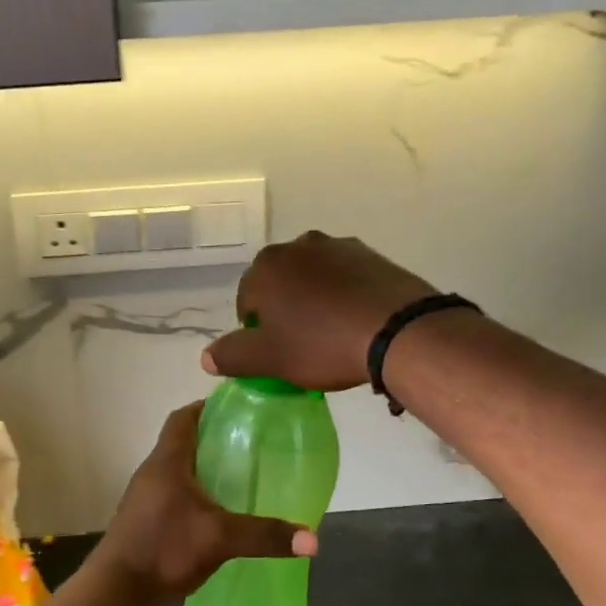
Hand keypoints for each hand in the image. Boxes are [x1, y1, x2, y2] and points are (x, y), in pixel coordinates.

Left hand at [88, 403, 316, 605]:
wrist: (115, 591)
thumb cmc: (162, 550)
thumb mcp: (219, 539)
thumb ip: (264, 535)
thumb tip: (313, 540)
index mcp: (166, 462)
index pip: (183, 417)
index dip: (207, 407)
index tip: (237, 409)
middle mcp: (153, 472)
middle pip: (182, 441)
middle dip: (214, 438)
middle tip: (250, 443)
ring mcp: (146, 497)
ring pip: (179, 470)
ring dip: (205, 468)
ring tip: (241, 475)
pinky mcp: (146, 520)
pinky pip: (175, 494)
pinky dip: (197, 494)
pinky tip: (219, 513)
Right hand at [204, 232, 434, 390]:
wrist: (398, 330)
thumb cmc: (322, 343)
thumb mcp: (270, 359)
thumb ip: (232, 355)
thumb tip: (206, 357)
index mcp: (267, 266)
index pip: (247, 299)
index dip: (256, 330)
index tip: (275, 353)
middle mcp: (299, 246)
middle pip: (280, 284)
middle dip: (285, 310)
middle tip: (301, 345)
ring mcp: (339, 247)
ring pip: (314, 279)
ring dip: (314, 301)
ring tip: (332, 335)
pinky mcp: (373, 256)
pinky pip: (346, 279)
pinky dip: (344, 297)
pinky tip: (356, 323)